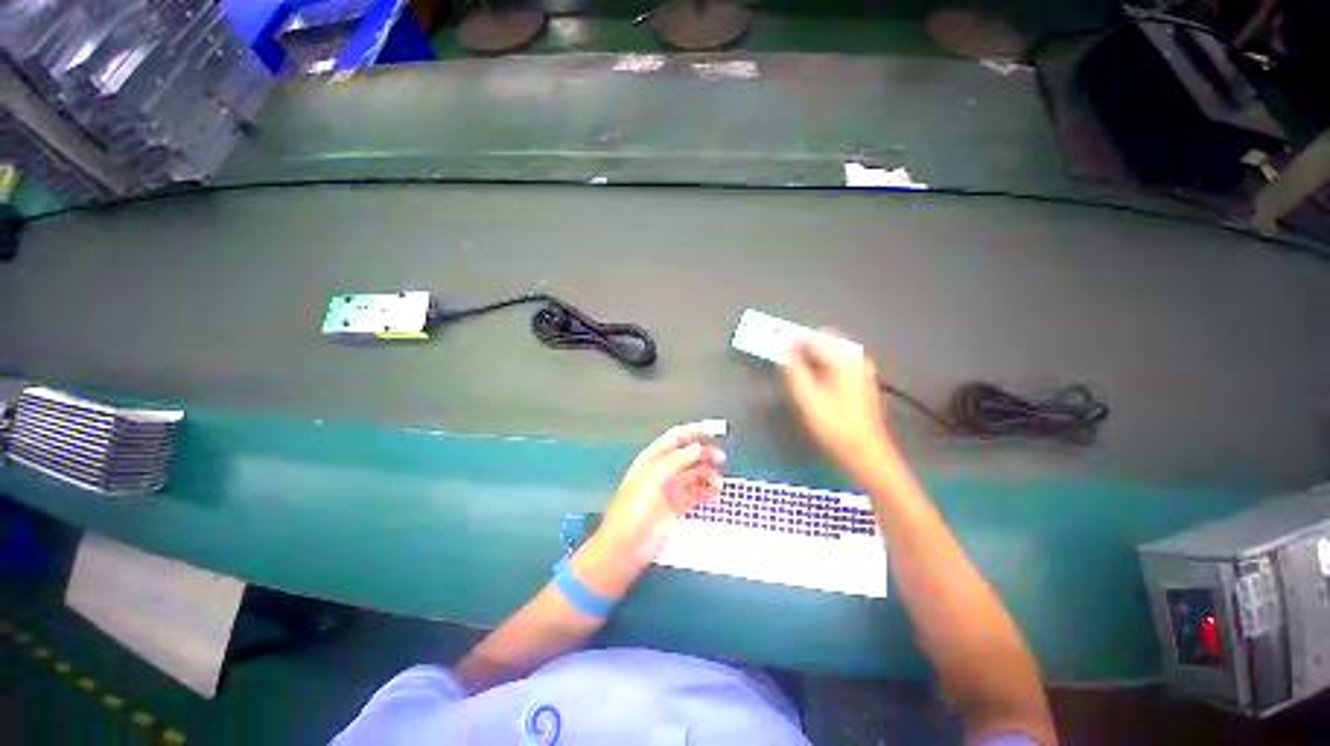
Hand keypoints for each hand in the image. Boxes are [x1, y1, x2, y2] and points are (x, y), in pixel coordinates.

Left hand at [596, 423, 725, 563]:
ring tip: (718, 483)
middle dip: (704, 454)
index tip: (711, 432)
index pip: (674, 439)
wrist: (627, 546)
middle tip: (720, 458)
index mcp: (652, 459)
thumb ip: (675, 461)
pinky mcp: (679, 506)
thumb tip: (696, 447)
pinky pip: (698, 494)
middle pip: (688, 455)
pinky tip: (716, 495)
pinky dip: (708, 492)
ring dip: (709, 475)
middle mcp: (663, 471)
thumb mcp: (652, 478)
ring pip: (696, 474)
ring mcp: (672, 489)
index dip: (692, 432)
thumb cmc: (634, 509)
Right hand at [782, 333, 892, 472]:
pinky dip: (824, 362)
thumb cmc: (835, 427)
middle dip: (804, 345)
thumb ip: (794, 372)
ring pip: (833, 349)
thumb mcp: (807, 399)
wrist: (866, 453)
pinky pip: (839, 360)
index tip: (777, 348)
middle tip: (787, 359)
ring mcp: (862, 368)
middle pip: (826, 338)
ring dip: (814, 354)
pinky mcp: (862, 379)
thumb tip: (784, 353)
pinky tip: (815, 378)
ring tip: (797, 369)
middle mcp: (856, 358)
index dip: (792, 341)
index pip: (813, 338)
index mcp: (844, 360)